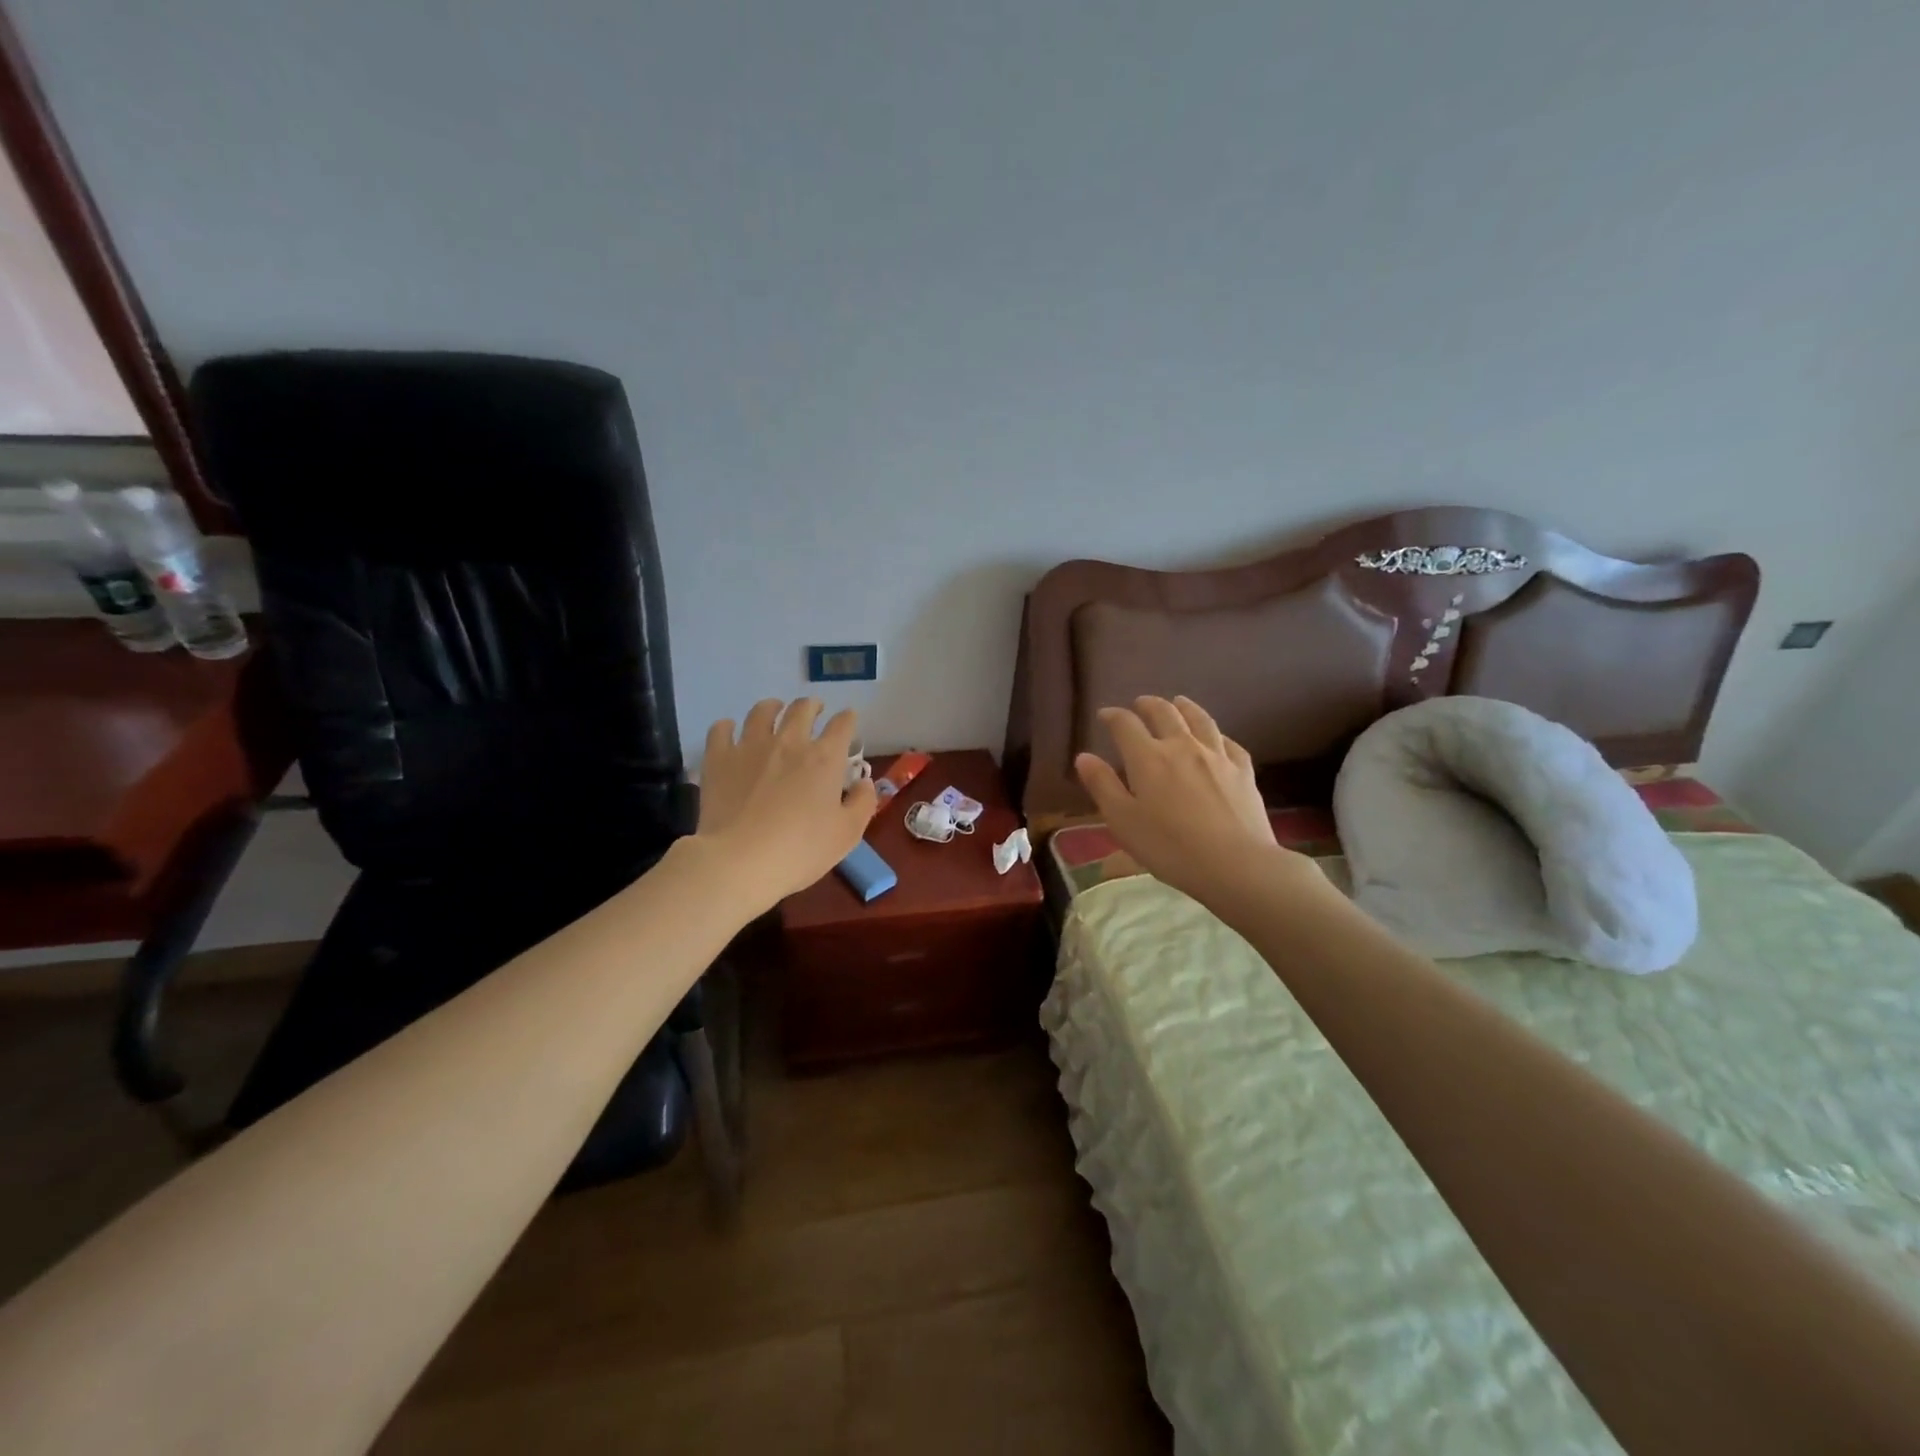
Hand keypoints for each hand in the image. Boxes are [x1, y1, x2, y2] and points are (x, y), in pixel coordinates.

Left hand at [695, 699, 877, 912]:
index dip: (848, 719)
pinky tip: (730, 732)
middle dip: (812, 706)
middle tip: (813, 712)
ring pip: (762, 711)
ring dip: (772, 707)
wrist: (740, 861)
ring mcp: (751, 746)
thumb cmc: (801, 850)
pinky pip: (721, 729)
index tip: (848, 720)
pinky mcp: (719, 758)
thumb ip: (863, 803)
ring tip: (774, 712)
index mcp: (825, 757)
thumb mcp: (848, 834)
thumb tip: (864, 782)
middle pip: (802, 708)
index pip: (843, 724)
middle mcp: (789, 741)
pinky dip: (728, 727)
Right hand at [1074, 696, 1321, 905]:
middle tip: (1140, 704)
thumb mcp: (1123, 821)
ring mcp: (1217, 756)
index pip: (1125, 724)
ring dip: (1185, 707)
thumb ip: (1102, 786)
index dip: (1113, 716)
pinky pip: (1229, 743)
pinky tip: (1217, 738)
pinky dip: (1217, 734)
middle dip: (1148, 704)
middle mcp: (1182, 746)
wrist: (1235, 864)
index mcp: (1148, 758)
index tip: (1104, 715)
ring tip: (1178, 702)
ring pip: (1199, 719)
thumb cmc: (1169, 847)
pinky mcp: (1243, 771)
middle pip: (1164, 713)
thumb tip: (1084, 756)